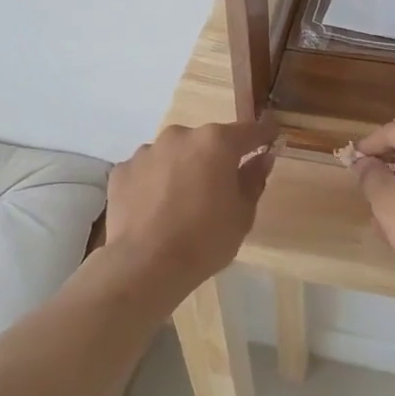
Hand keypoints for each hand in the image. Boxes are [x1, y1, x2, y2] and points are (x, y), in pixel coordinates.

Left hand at [104, 120, 278, 298]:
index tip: (271, 137)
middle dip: (215, 158)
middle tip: (219, 187)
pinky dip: (155, 183)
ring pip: (174, 154)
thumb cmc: (205, 239)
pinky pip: (147, 171)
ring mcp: (147, 151)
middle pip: (206, 141)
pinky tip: (155, 209)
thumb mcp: (242, 214)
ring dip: (182, 169)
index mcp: (216, 142)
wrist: (145, 264)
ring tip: (182, 202)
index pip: (249, 131)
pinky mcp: (123, 170)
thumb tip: (263, 157)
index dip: (263, 135)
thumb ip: (254, 179)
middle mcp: (180, 136)